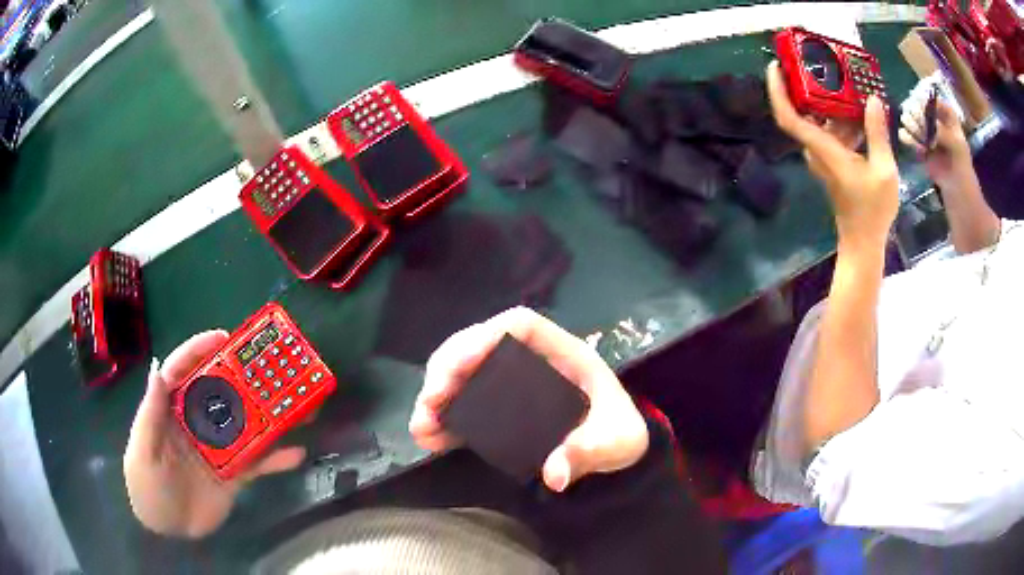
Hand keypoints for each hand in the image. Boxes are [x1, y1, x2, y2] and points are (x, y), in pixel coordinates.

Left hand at [123, 331, 305, 538]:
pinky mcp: (233, 474)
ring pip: (244, 425)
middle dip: (242, 377)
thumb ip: (151, 415)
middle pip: (220, 393)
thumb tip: (158, 369)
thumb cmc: (146, 487)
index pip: (183, 372)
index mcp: (170, 411)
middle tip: (269, 366)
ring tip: (294, 405)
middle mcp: (195, 423)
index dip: (200, 351)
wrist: (167, 531)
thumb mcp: (142, 451)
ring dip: (267, 415)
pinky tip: (296, 453)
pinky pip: (257, 462)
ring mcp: (217, 448)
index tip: (224, 338)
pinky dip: (277, 458)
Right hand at [409, 307, 648, 492]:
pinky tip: (429, 436)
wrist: (616, 446)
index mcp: (564, 353)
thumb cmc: (621, 431)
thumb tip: (554, 474)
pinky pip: (465, 403)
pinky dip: (444, 417)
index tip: (460, 365)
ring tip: (422, 425)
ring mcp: (512, 382)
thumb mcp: (619, 442)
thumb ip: (591, 452)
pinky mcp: (500, 407)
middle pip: (480, 344)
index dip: (486, 335)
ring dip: (438, 394)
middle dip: (448, 368)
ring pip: (464, 371)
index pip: (520, 324)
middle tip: (431, 401)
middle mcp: (531, 360)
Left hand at [766, 61, 898, 250]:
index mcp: (823, 149)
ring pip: (823, 121)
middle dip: (811, 86)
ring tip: (849, 80)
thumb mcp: (883, 170)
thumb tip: (872, 99)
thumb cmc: (872, 210)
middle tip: (823, 63)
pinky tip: (861, 109)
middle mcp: (817, 150)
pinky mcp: (833, 162)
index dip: (777, 91)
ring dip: (833, 102)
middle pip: (806, 111)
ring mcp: (824, 156)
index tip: (775, 66)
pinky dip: (844, 120)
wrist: (864, 242)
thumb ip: (877, 133)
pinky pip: (833, 132)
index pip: (789, 117)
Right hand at [898, 99, 972, 187]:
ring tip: (916, 136)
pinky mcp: (920, 148)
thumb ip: (943, 132)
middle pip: (920, 107)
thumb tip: (926, 122)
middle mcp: (936, 121)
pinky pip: (909, 136)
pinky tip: (907, 141)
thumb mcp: (957, 148)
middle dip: (917, 115)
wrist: (959, 196)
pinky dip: (906, 137)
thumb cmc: (963, 171)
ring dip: (911, 125)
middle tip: (919, 126)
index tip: (922, 110)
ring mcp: (927, 134)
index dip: (927, 102)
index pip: (934, 100)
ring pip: (912, 119)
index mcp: (948, 117)